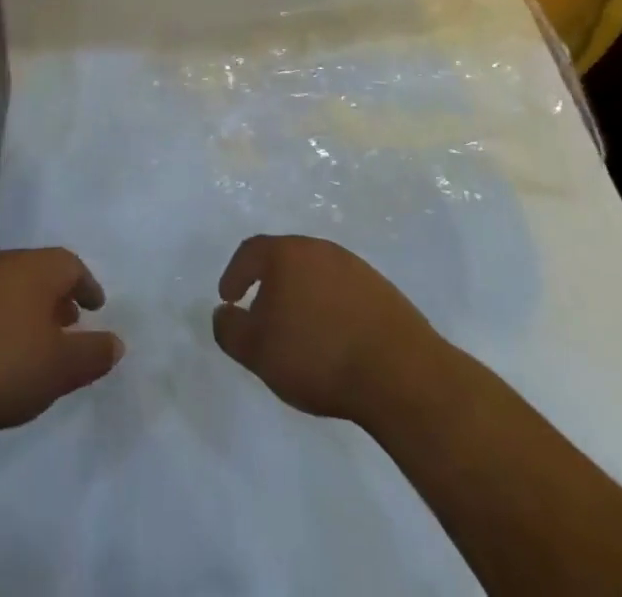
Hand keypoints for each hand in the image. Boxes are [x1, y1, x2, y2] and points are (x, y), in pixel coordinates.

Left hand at [0, 248, 124, 435]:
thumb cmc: (2, 365)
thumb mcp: (59, 369)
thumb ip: (92, 354)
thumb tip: (116, 342)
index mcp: (34, 269)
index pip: (70, 265)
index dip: (86, 285)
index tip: (94, 307)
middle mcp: (0, 263)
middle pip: (35, 272)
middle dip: (53, 296)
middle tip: (65, 322)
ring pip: (3, 286)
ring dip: (20, 307)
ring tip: (27, 339)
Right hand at [212, 234, 442, 426]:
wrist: (398, 372)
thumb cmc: (317, 355)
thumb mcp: (258, 351)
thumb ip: (230, 330)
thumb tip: (222, 313)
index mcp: (286, 254)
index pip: (250, 252)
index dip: (234, 274)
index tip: (228, 298)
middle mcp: (319, 249)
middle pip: (284, 258)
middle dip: (268, 283)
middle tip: (261, 313)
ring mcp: (354, 267)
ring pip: (315, 274)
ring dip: (301, 295)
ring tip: (299, 330)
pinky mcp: (381, 289)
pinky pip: (343, 291)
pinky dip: (330, 307)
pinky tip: (333, 337)